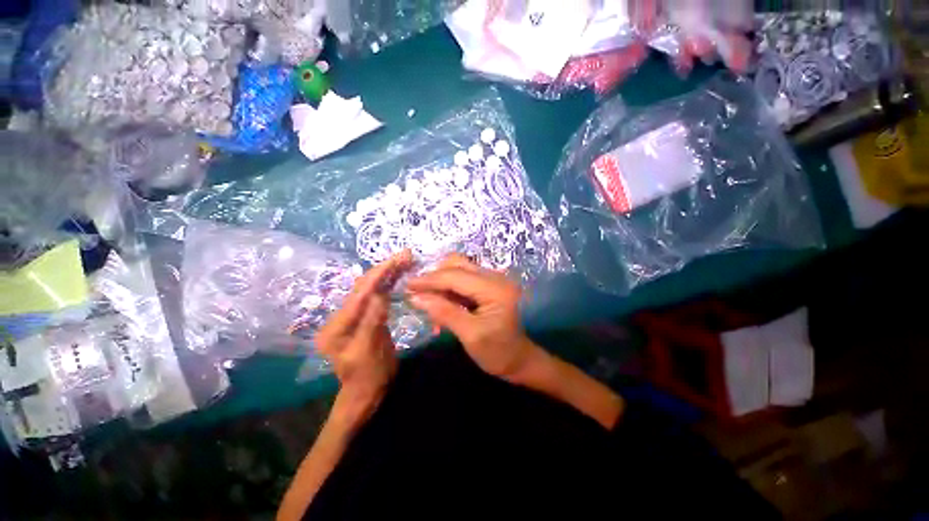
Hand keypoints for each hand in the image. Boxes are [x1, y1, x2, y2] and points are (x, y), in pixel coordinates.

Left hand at [316, 251, 412, 422]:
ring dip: (388, 273)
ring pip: (371, 288)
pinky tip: (399, 274)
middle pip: (363, 287)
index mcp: (336, 326)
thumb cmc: (367, 378)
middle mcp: (341, 316)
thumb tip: (380, 293)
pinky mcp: (365, 317)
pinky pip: (377, 296)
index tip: (398, 259)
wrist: (366, 394)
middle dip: (384, 269)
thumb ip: (372, 321)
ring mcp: (353, 316)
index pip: (359, 294)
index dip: (379, 274)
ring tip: (405, 260)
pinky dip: (389, 283)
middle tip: (405, 254)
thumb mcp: (368, 352)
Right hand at [406, 254, 541, 383]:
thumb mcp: (470, 335)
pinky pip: (465, 278)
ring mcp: (494, 279)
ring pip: (460, 269)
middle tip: (418, 293)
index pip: (455, 276)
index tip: (407, 285)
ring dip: (442, 281)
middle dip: (435, 277)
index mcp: (495, 289)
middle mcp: (496, 277)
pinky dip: (450, 287)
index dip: (429, 279)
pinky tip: (443, 302)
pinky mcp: (491, 285)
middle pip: (458, 264)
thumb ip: (444, 312)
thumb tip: (416, 297)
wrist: (520, 359)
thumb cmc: (498, 352)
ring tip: (429, 301)